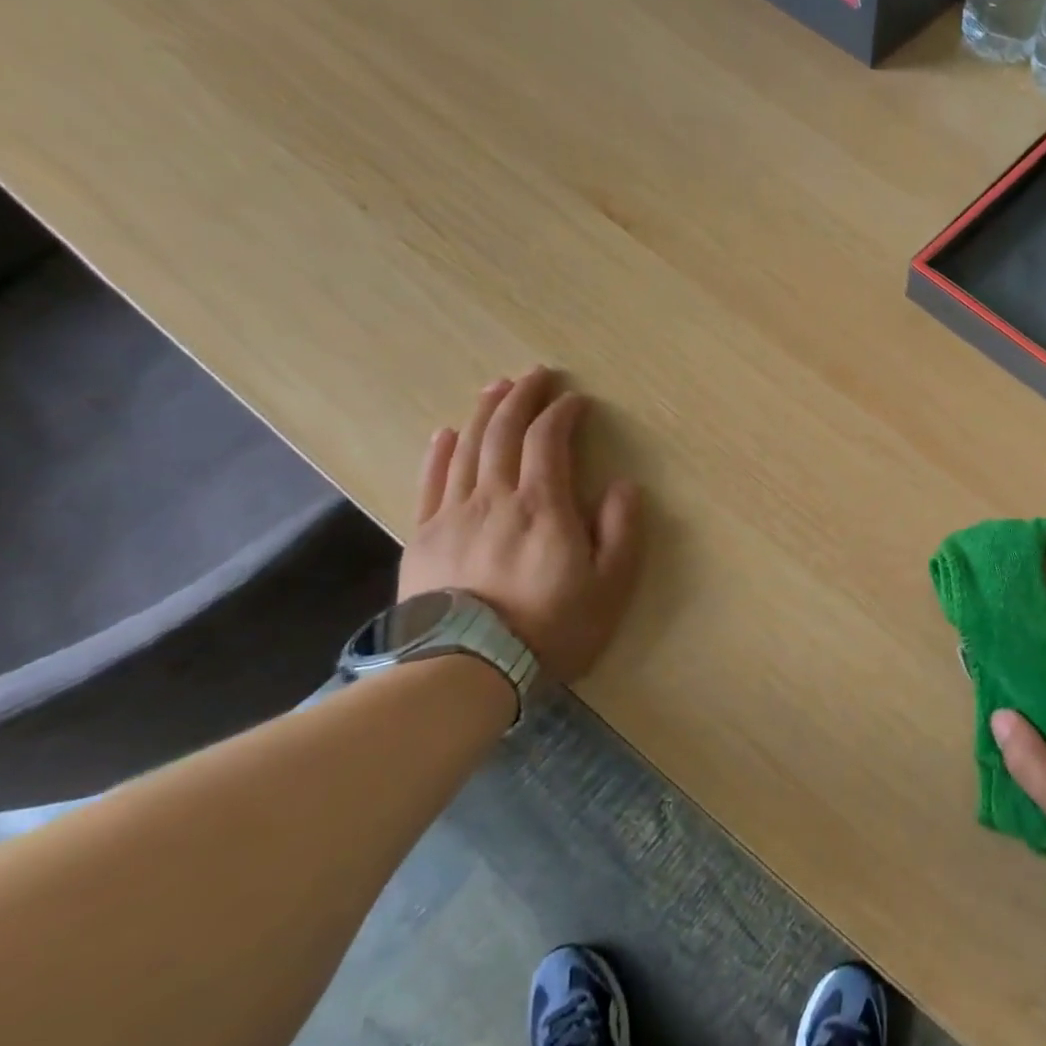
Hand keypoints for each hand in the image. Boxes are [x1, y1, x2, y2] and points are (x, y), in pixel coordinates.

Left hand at [399, 368, 642, 685]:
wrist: (463, 671)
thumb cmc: (549, 629)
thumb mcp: (609, 586)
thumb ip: (621, 531)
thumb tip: (622, 486)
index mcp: (543, 506)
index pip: (549, 441)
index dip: (562, 413)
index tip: (576, 400)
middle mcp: (495, 498)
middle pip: (504, 433)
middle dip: (521, 397)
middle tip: (535, 374)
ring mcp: (453, 515)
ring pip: (467, 449)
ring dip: (484, 412)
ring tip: (496, 387)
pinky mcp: (423, 537)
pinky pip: (431, 482)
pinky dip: (440, 452)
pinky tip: (447, 433)